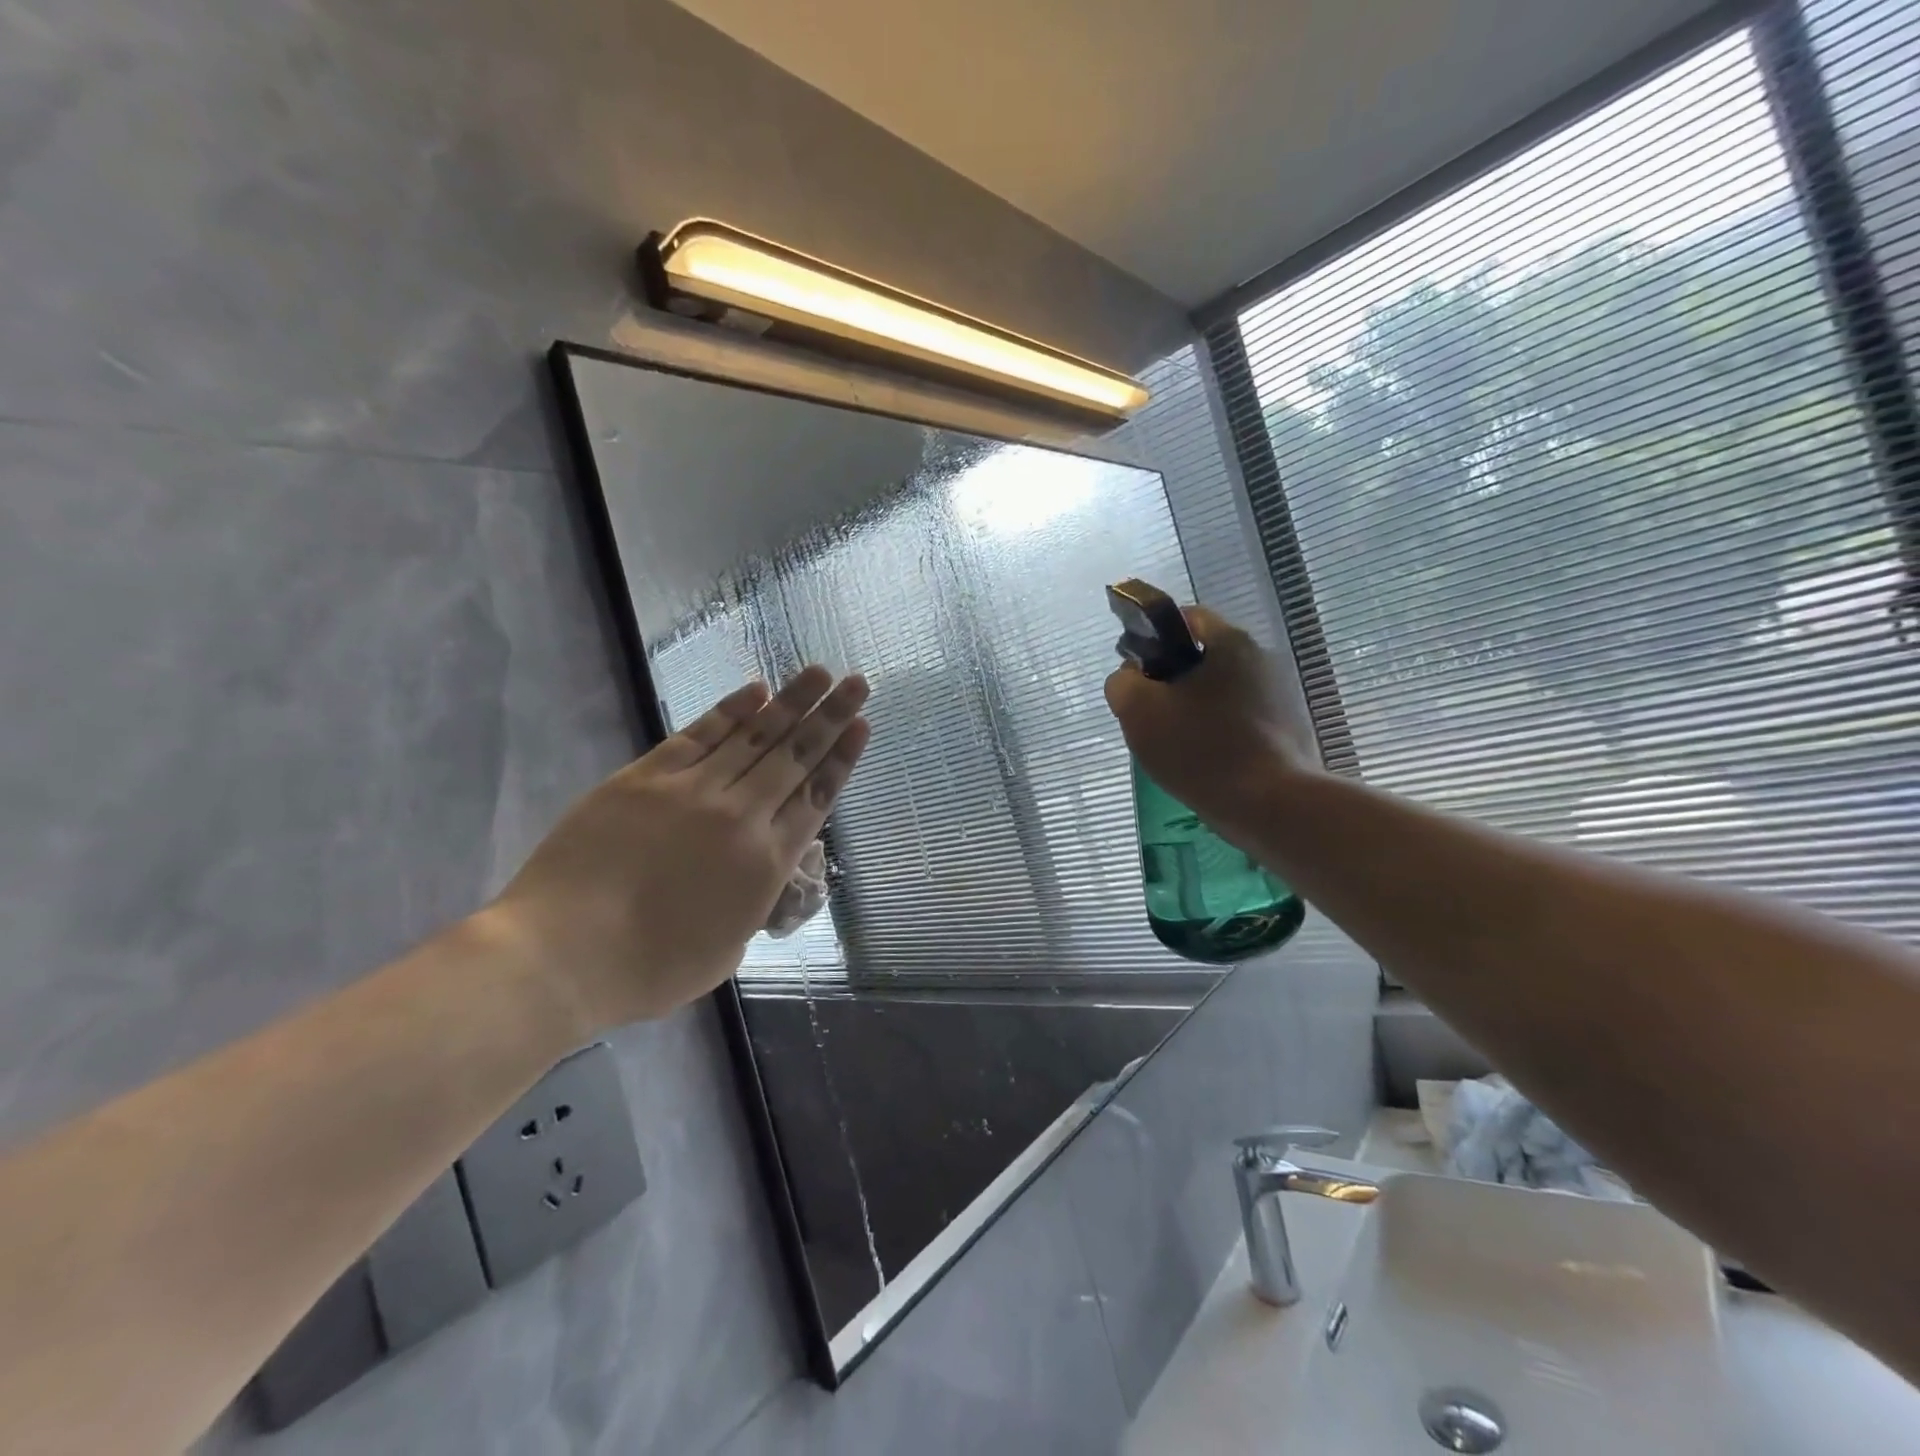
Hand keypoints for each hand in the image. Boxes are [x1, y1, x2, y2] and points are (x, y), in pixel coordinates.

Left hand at [486, 667, 870, 1031]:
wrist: (561, 955)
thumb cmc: (649, 969)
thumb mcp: (727, 951)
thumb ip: (753, 906)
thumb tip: (759, 876)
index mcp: (766, 864)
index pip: (816, 797)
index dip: (843, 758)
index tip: (863, 725)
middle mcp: (740, 817)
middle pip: (795, 757)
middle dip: (831, 717)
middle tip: (857, 683)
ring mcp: (692, 791)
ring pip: (755, 737)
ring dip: (791, 702)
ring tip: (819, 672)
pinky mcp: (645, 777)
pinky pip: (699, 735)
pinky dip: (731, 711)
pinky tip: (756, 690)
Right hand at [1103, 605, 1312, 831]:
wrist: (1269, 805)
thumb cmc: (1199, 748)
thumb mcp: (1137, 711)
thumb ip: (1122, 683)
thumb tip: (1131, 677)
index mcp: (1229, 642)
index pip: (1185, 618)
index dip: (1154, 639)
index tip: (1137, 673)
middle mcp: (1262, 658)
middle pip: (1204, 658)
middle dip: (1173, 681)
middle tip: (1152, 715)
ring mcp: (1281, 695)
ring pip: (1222, 692)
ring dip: (1197, 709)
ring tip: (1178, 745)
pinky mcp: (1290, 729)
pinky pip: (1241, 720)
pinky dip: (1220, 732)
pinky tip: (1207, 761)